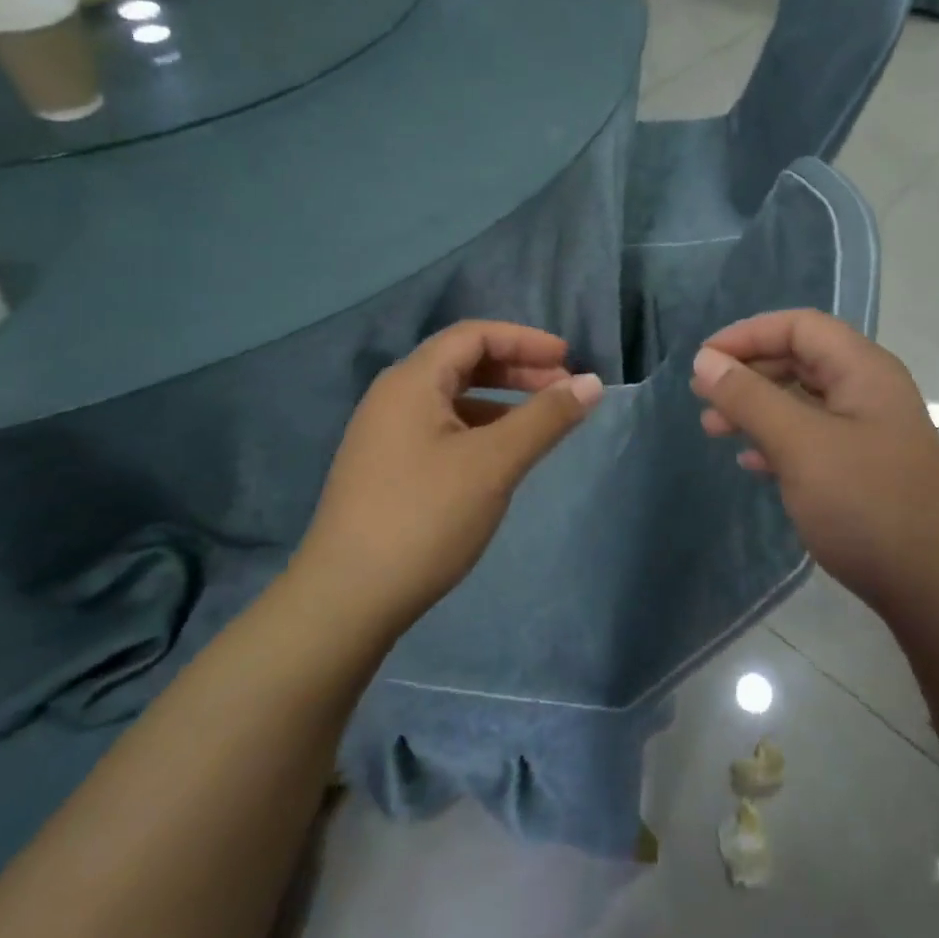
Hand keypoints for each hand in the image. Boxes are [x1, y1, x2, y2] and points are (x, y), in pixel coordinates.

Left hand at [294, 322, 602, 633]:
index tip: (568, 360)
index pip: (474, 335)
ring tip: (539, 422)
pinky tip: (499, 456)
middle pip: (462, 362)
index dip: (525, 340)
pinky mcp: (385, 468)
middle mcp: (393, 397)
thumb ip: (546, 418)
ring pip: (452, 398)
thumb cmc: (424, 518)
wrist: (345, 602)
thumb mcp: (494, 463)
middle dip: (517, 369)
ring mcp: (385, 434)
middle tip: (562, 389)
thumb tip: (593, 383)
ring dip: (500, 400)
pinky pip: (441, 428)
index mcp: (411, 381)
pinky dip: (479, 428)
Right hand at [690, 310, 938, 620]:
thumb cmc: (865, 504)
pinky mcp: (863, 465)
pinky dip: (777, 439)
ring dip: (756, 407)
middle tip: (703, 397)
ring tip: (714, 429)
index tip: (705, 361)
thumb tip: (705, 360)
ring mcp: (868, 429)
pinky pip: (811, 435)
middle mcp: (869, 389)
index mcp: (864, 370)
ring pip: (802, 399)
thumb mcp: (800, 445)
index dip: (748, 334)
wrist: (932, 589)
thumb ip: (750, 398)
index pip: (800, 326)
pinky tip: (751, 461)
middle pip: (800, 359)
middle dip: (748, 372)